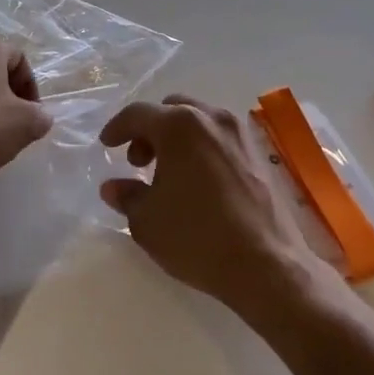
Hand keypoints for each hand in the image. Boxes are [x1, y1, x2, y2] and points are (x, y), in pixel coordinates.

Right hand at [99, 95, 317, 317]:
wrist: (266, 264)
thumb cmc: (197, 238)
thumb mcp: (147, 221)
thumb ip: (127, 196)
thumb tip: (114, 186)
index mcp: (179, 125)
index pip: (138, 114)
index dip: (117, 128)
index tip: (107, 145)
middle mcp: (212, 118)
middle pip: (171, 109)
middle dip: (150, 130)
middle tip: (138, 162)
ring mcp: (240, 134)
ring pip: (199, 120)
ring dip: (177, 137)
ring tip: (169, 173)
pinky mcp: (259, 153)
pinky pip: (220, 137)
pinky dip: (202, 147)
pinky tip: (198, 181)